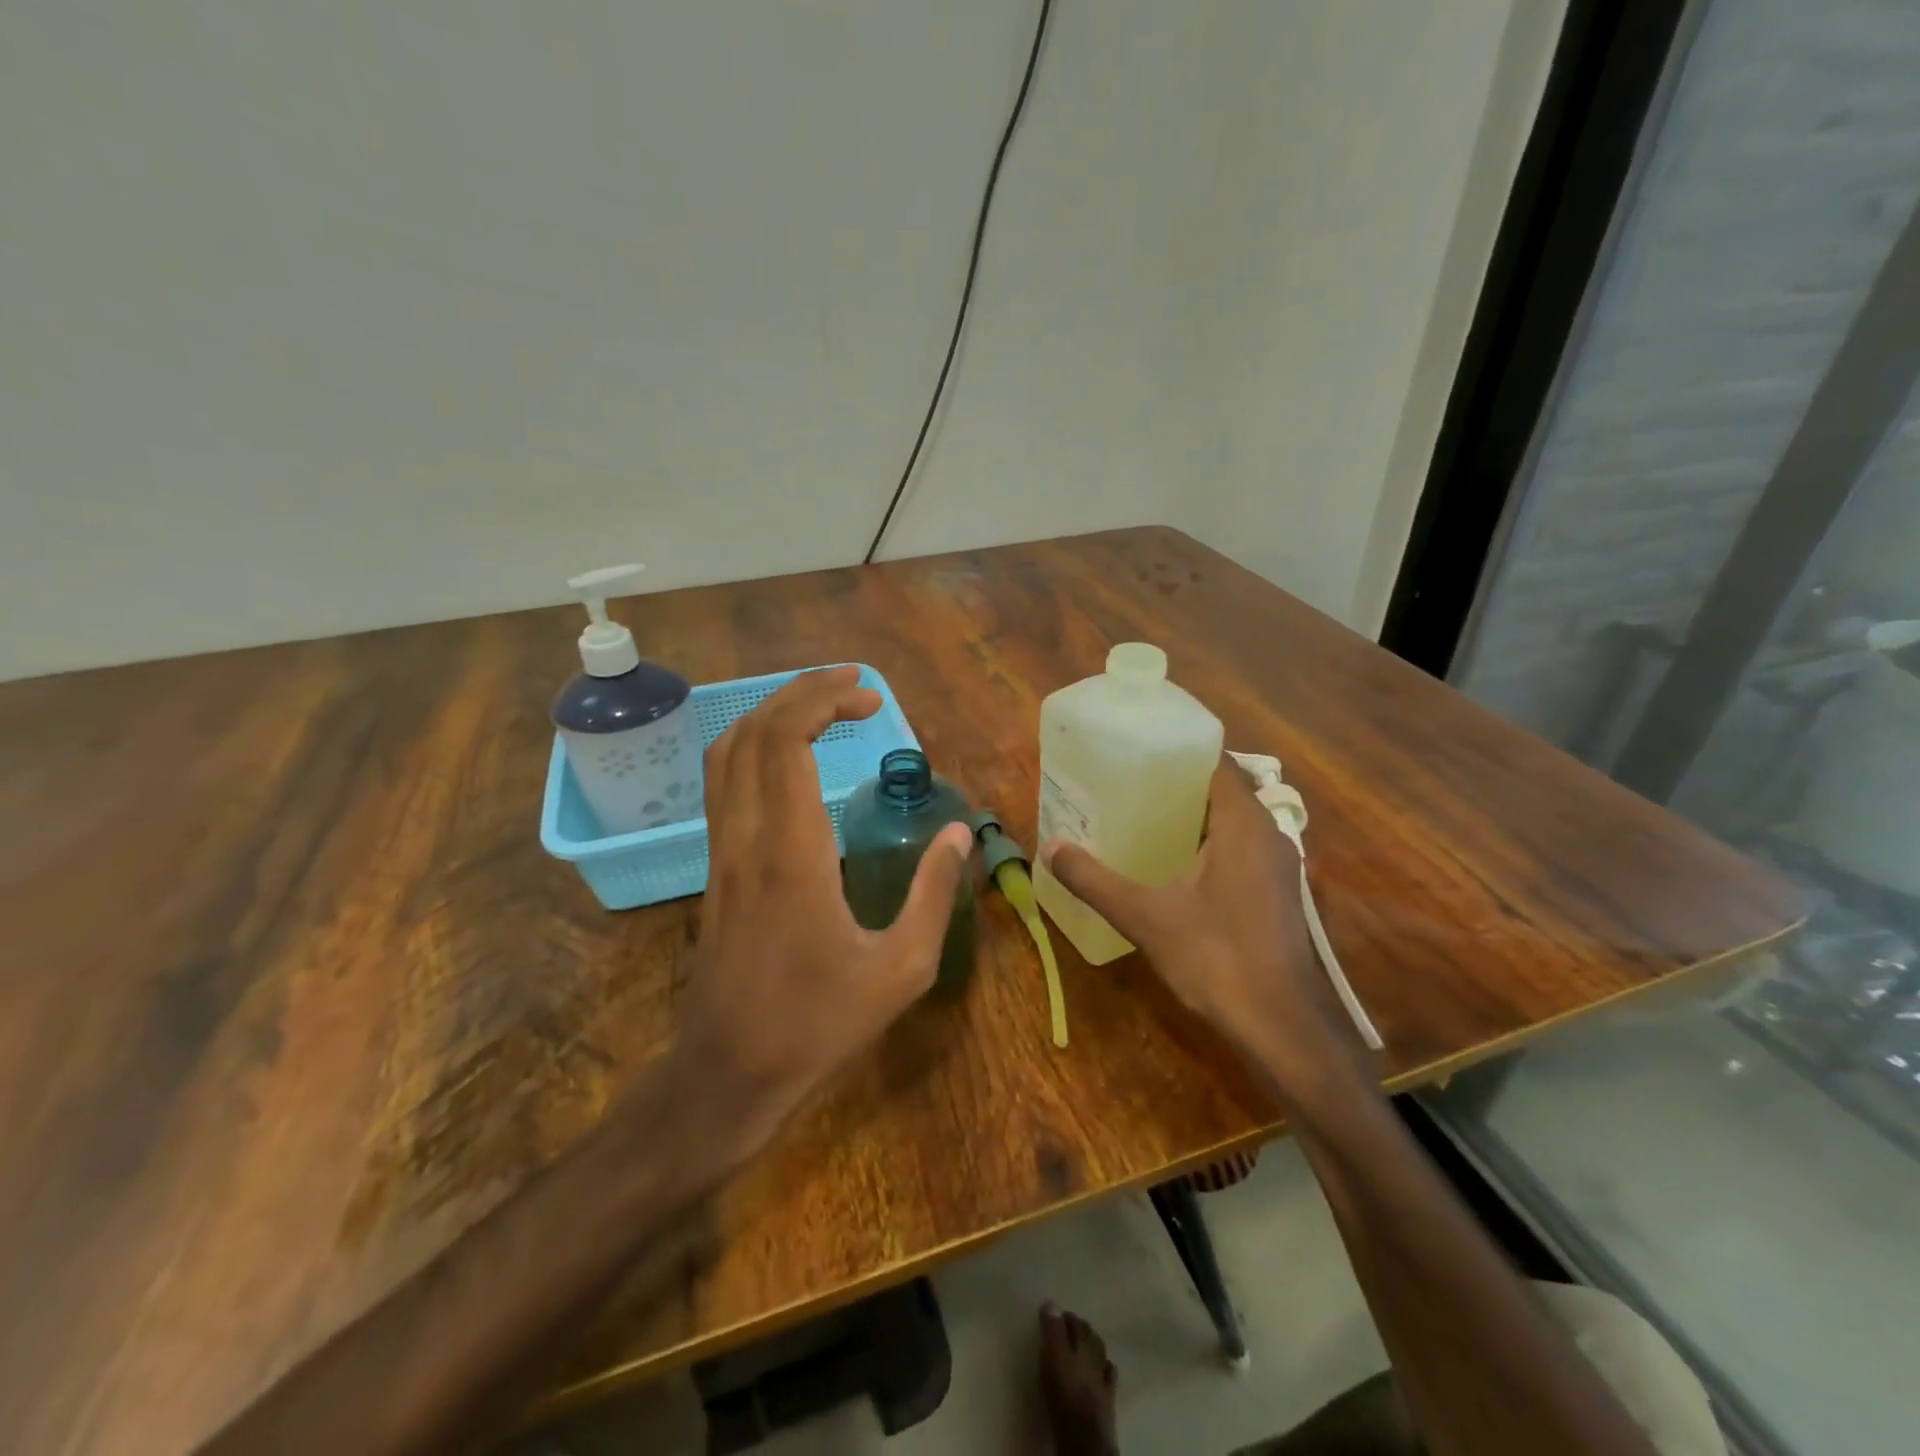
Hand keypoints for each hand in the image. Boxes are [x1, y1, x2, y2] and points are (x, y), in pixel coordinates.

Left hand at [672, 666, 971, 1152]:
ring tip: (821, 704)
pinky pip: (723, 783)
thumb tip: (959, 835)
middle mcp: (747, 837)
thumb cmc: (818, 1023)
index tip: (870, 699)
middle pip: (752, 732)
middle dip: (801, 692)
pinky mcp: (716, 867)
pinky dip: (754, 746)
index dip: (822, 702)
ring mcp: (722, 851)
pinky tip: (788, 756)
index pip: (785, 741)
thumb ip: (933, 895)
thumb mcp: (901, 969)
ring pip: (727, 753)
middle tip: (853, 686)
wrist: (727, 1070)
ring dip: (772, 714)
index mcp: (792, 853)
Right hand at [1043, 756, 1368, 1102]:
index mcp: (1244, 824)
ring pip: (1235, 824)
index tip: (1140, 752)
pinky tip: (1175, 868)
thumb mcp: (1145, 916)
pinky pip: (1241, 851)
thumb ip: (1095, 880)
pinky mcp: (1278, 895)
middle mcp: (1269, 835)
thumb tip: (1052, 848)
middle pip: (1224, 792)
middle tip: (1130, 785)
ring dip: (1196, 819)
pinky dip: (1210, 846)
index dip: (1180, 753)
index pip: (1217, 764)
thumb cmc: (1216, 957)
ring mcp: (1279, 867)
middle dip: (1180, 787)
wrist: (1281, 1025)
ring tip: (1144, 819)